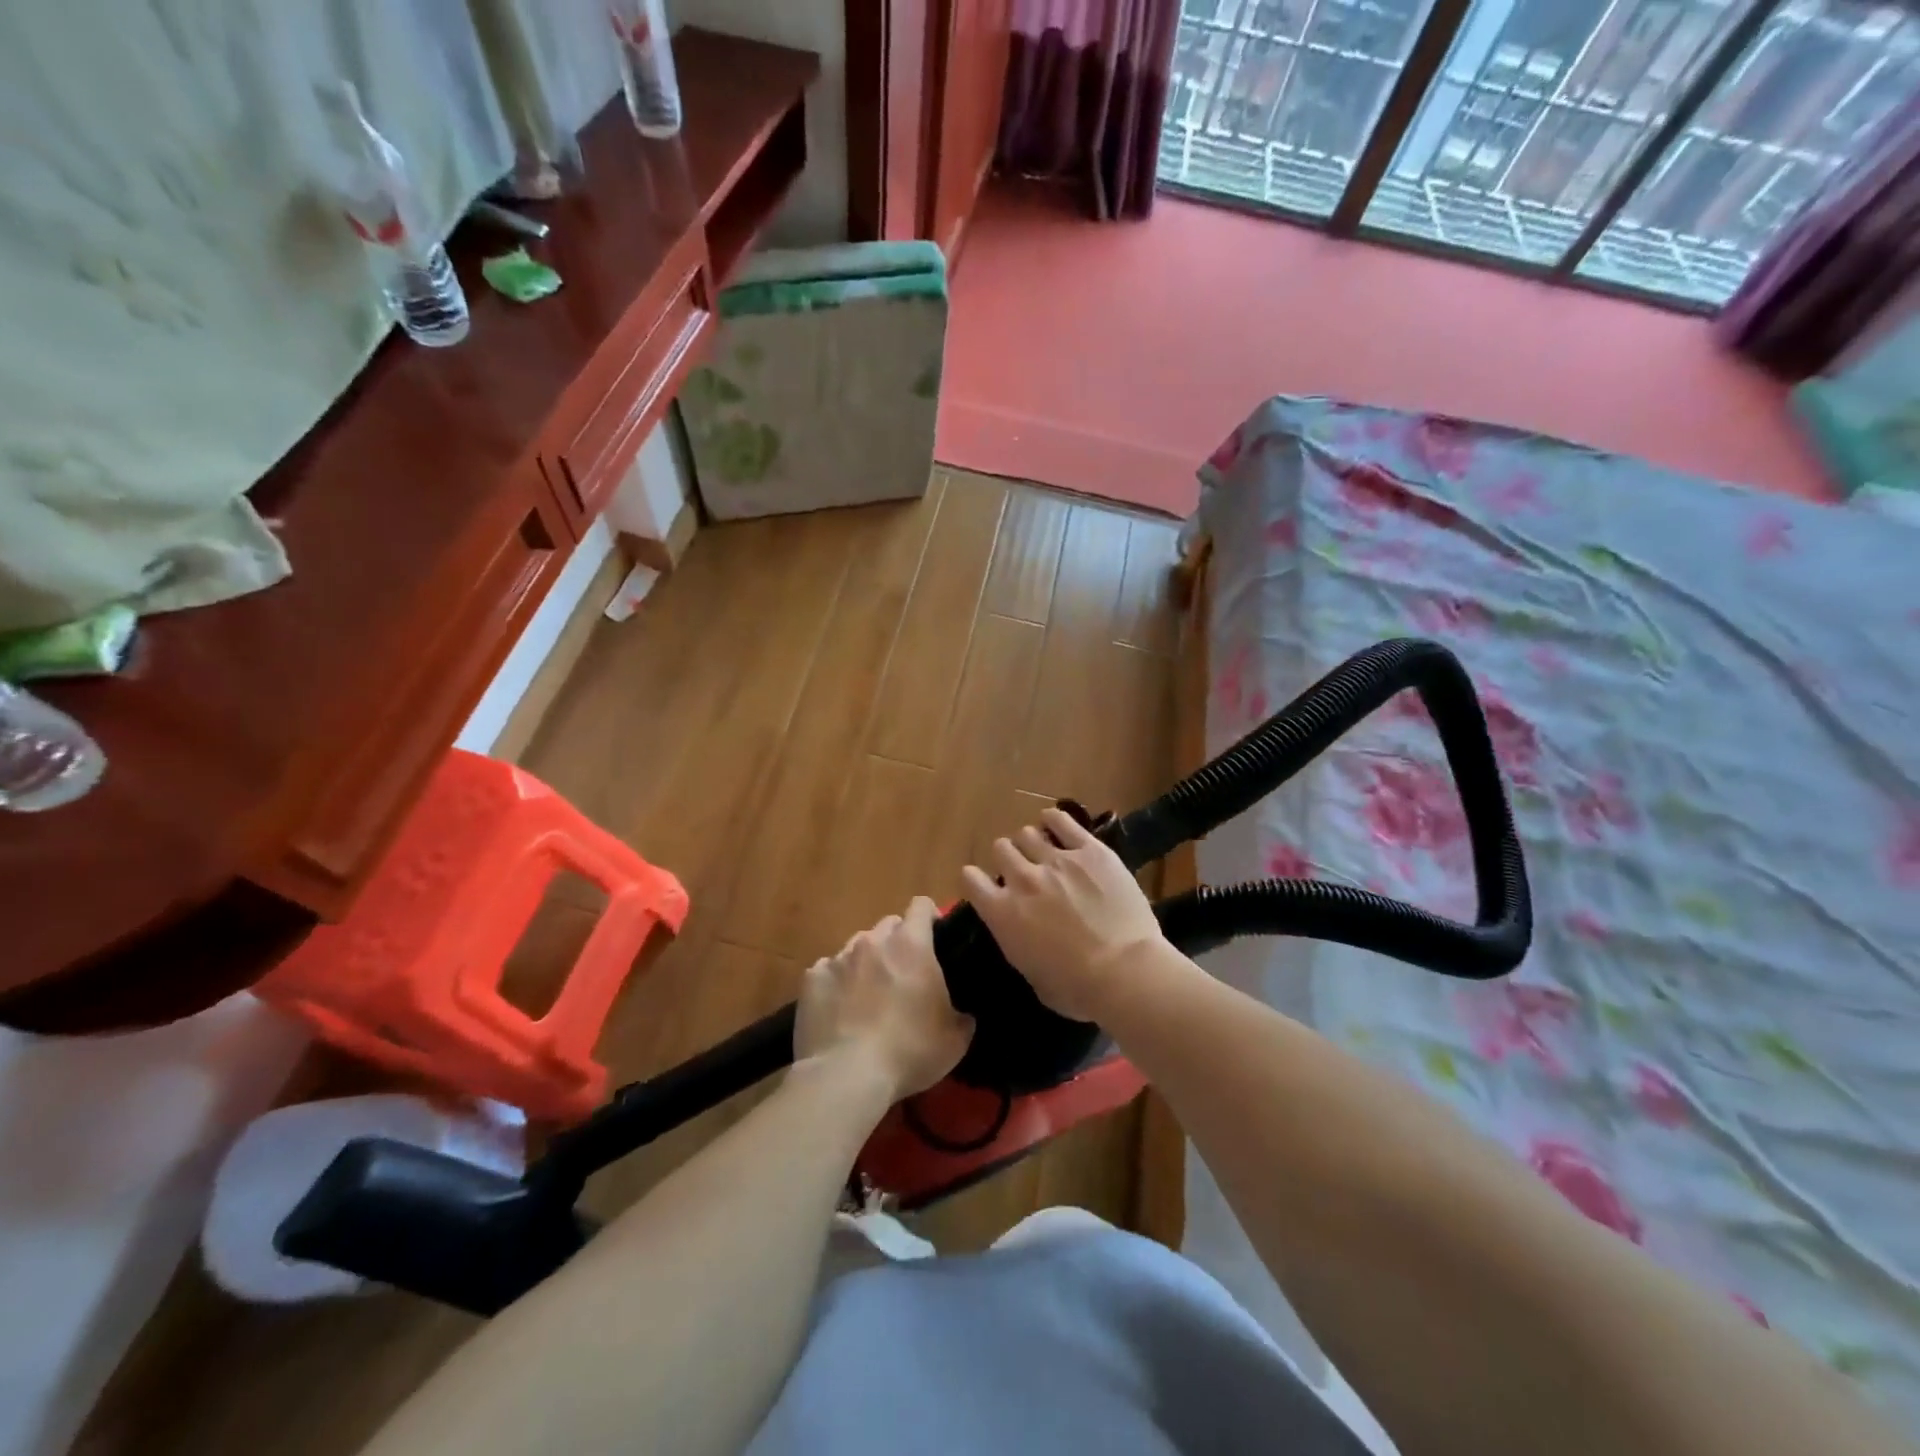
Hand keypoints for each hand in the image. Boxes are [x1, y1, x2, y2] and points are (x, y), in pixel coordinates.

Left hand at [794, 897, 974, 1100]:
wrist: (847, 1075)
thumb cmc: (909, 1051)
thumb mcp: (955, 1040)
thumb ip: (962, 1016)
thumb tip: (963, 1015)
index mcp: (911, 945)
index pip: (922, 906)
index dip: (930, 917)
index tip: (936, 938)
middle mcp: (873, 941)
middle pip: (889, 924)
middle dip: (898, 942)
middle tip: (904, 973)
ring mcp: (838, 957)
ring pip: (857, 946)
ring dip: (866, 962)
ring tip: (868, 994)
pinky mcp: (812, 978)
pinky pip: (827, 971)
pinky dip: (836, 984)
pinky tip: (839, 1011)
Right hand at [959, 808, 1167, 1021]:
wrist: (1125, 973)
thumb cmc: (1077, 990)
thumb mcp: (1031, 974)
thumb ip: (1018, 942)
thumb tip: (1020, 931)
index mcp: (1002, 913)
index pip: (970, 879)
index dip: (976, 880)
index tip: (986, 886)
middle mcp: (1022, 879)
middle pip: (1001, 848)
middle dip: (1008, 858)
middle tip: (1023, 870)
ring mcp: (1057, 860)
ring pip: (1028, 833)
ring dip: (1031, 842)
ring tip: (1043, 850)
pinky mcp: (1090, 851)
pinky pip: (1063, 821)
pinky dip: (1055, 819)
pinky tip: (1055, 821)